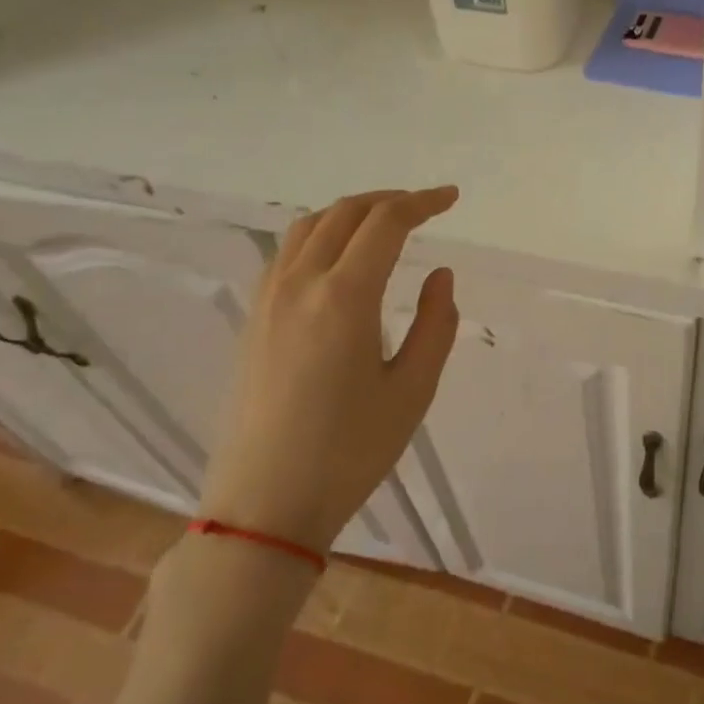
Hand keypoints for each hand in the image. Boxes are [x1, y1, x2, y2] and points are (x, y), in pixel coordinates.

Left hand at [201, 188, 459, 554]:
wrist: (264, 505)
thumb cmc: (349, 452)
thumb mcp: (413, 390)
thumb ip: (437, 324)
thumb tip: (439, 275)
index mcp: (344, 297)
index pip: (386, 223)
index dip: (422, 202)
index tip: (451, 198)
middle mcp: (300, 284)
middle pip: (345, 213)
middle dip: (389, 201)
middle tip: (424, 208)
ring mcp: (268, 299)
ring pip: (309, 226)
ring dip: (351, 212)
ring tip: (384, 224)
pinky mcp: (253, 319)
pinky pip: (286, 252)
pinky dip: (320, 234)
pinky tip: (337, 258)